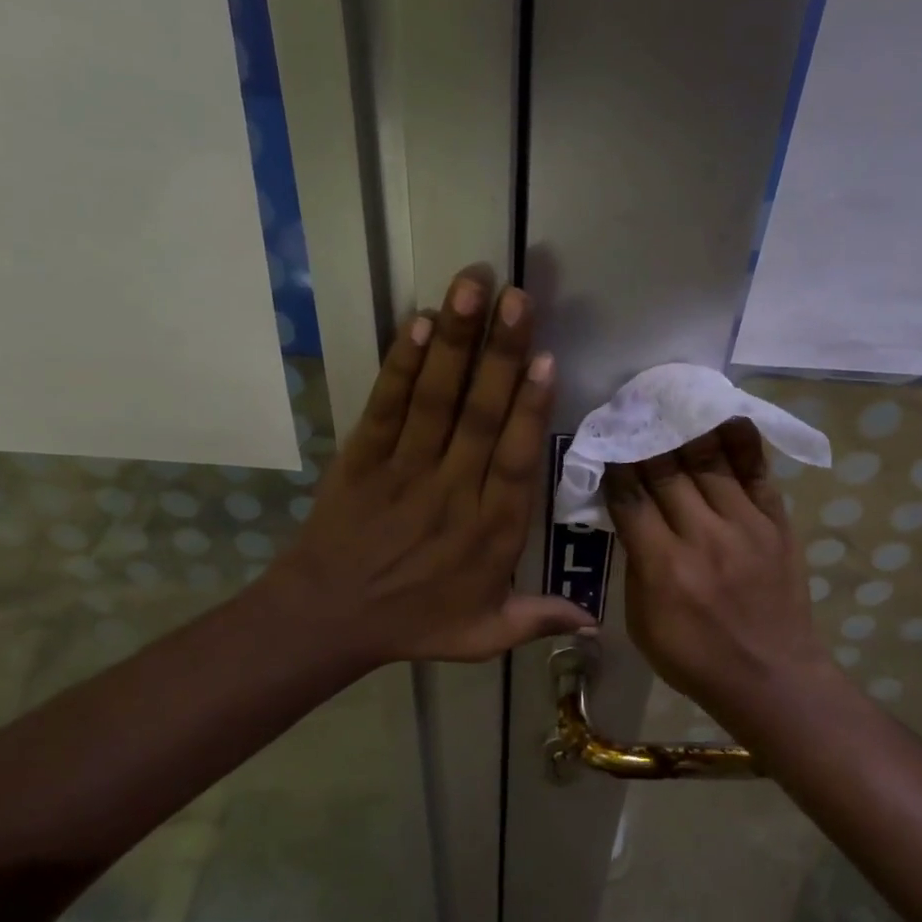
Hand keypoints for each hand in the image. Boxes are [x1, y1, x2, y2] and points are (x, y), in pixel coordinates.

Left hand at [265, 268, 595, 668]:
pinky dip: (401, 365)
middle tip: (517, 297)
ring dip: (454, 342)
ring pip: (435, 400)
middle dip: (500, 353)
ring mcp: (404, 470)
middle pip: (479, 415)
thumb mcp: (483, 634)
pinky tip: (417, 323)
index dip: (530, 410)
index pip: (514, 460)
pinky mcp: (363, 457)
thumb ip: (538, 619)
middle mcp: (451, 491)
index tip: (547, 360)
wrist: (326, 620)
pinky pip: (386, 406)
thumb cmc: (413, 622)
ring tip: (471, 287)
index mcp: (489, 530)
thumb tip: (596, 624)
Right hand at [605, 420, 831, 718]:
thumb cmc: (695, 659)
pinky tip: (725, 415)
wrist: (772, 678)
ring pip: (709, 461)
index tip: (605, 439)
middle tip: (633, 409)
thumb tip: (631, 517)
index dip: (614, 464)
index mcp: (663, 566)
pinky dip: (740, 442)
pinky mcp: (776, 524)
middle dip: (644, 437)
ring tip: (671, 400)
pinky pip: (756, 472)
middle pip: (666, 470)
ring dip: (685, 428)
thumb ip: (635, 564)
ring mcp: (745, 526)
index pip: (630, 497)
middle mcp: (702, 536)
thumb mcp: (643, 622)